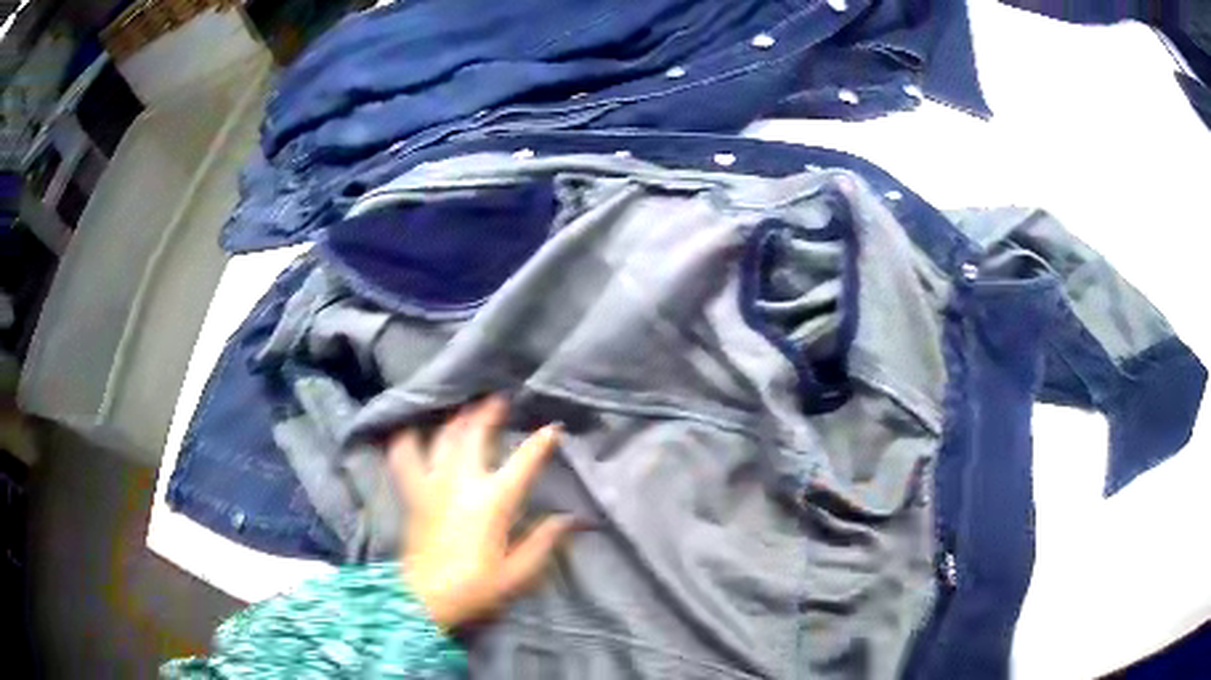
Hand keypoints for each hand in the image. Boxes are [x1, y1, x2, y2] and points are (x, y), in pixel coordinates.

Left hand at [389, 396, 574, 628]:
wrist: (425, 597)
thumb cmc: (475, 586)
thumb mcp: (517, 572)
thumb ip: (543, 542)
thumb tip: (570, 519)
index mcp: (492, 501)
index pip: (523, 462)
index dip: (540, 442)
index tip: (552, 428)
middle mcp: (461, 483)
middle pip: (474, 434)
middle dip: (487, 412)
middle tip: (497, 399)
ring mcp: (433, 484)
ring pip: (442, 439)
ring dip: (454, 420)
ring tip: (462, 408)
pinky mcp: (413, 493)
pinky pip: (405, 458)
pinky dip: (406, 441)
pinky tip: (409, 431)